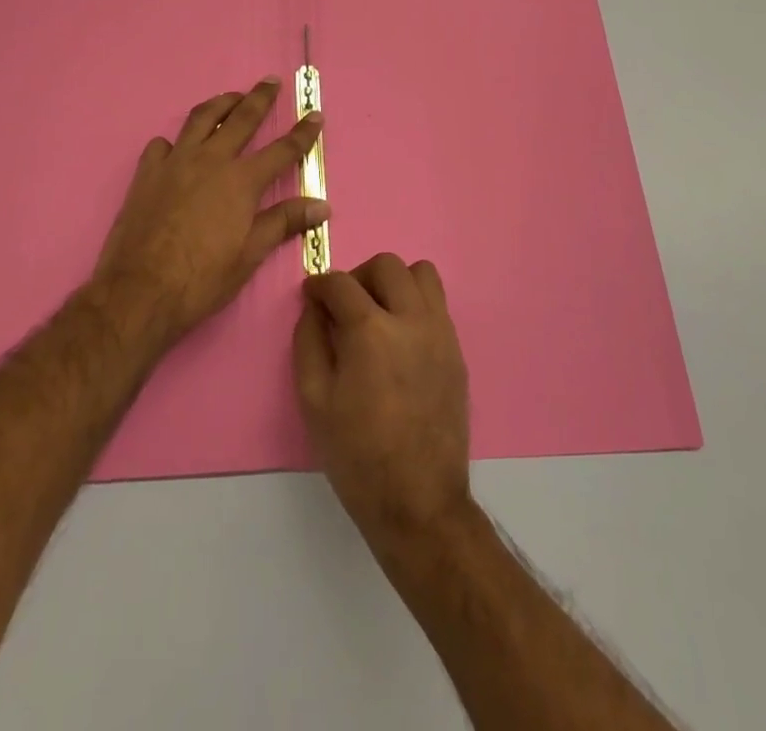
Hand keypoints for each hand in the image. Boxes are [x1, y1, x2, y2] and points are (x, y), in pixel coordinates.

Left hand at [92, 79, 325, 348]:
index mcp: (241, 181)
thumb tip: (322, 205)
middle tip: (270, 81)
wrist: (139, 291)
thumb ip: (284, 222)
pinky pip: (162, 145)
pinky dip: (174, 141)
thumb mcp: (250, 254)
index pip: (282, 150)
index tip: (315, 114)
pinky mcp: (147, 173)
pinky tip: (176, 147)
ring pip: (201, 119)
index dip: (302, 133)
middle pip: (241, 118)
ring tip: (230, 98)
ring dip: (220, 104)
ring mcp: (175, 163)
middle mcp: (211, 160)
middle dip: (260, 98)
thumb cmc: (202, 278)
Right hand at [293, 252, 471, 544]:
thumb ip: (308, 341)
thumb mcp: (313, 400)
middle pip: (386, 265)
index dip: (320, 284)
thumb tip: (314, 307)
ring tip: (379, 313)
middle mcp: (410, 319)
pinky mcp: (456, 349)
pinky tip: (401, 339)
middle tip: (345, 306)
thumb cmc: (357, 455)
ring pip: (421, 274)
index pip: (341, 283)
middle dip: (358, 276)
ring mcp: (440, 332)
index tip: (312, 296)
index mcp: (370, 330)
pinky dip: (415, 304)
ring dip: (395, 282)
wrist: (419, 501)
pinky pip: (437, 303)